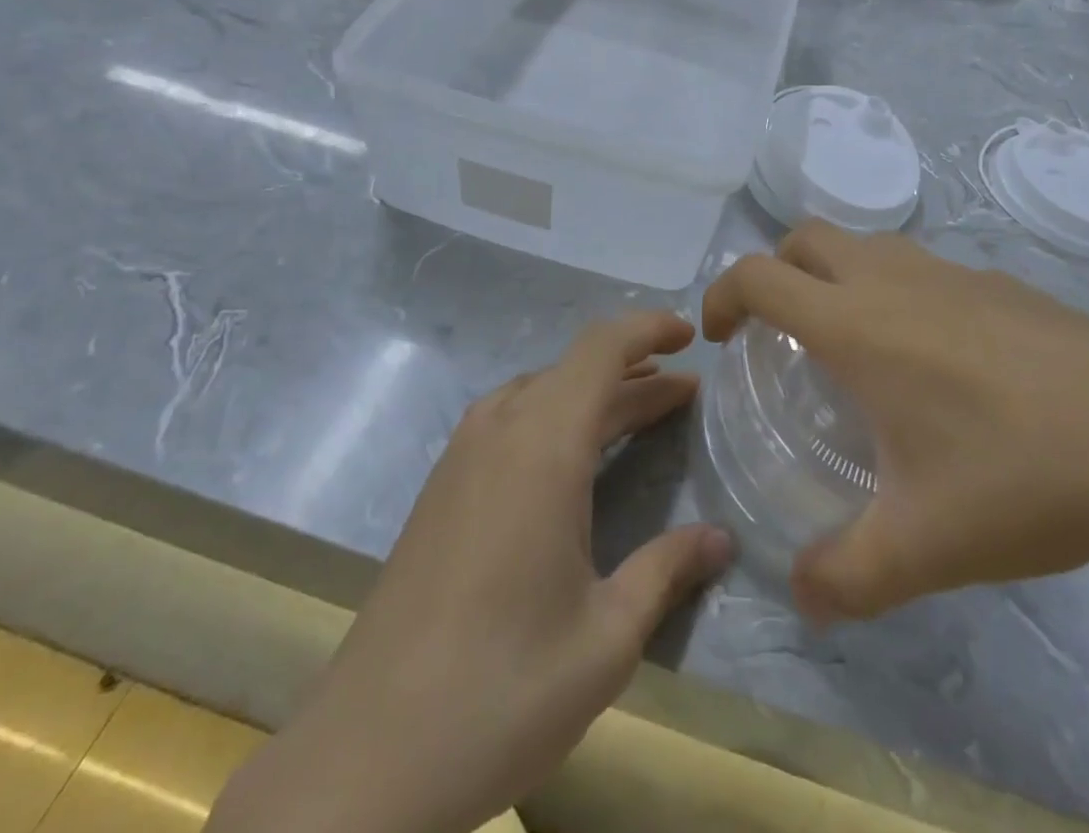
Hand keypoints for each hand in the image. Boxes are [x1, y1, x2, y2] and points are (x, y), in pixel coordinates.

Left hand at [210, 313, 731, 832]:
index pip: (602, 350)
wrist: (366, 759)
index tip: (690, 334)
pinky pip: (509, 420)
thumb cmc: (503, 690)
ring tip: (638, 413)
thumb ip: (666, 571)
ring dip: (593, 393)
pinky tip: (571, 459)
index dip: (648, 329)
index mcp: (543, 446)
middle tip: (684, 390)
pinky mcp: (440, 489)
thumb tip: (722, 539)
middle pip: (574, 369)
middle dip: (634, 371)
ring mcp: (461, 457)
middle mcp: (500, 431)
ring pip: (539, 392)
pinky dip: (555, 416)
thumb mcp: (606, 638)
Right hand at [702, 222, 1088, 621]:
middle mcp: (894, 279)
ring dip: (837, 274)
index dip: (722, 296)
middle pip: (807, 239)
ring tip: (855, 343)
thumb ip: (846, 578)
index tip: (720, 337)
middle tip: (779, 332)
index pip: (759, 276)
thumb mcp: (923, 548)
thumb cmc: (1021, 476)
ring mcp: (952, 272)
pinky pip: (923, 267)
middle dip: (775, 272)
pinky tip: (938, 358)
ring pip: (867, 244)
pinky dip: (898, 289)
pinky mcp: (1001, 282)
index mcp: (858, 323)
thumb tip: (800, 598)